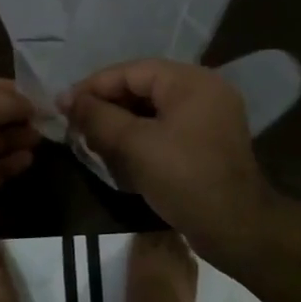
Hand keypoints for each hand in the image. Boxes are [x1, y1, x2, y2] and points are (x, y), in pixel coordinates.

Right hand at [59, 59, 275, 254]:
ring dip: (120, 125)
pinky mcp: (206, 143)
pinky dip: (140, 138)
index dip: (93, 87)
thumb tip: (66, 98)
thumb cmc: (184, 178)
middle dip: (106, 108)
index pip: (130, 71)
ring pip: (151, 111)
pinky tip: (119, 157)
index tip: (63, 106)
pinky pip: (165, 129)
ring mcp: (208, 117)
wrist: (237, 230)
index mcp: (190, 81)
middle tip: (75, 127)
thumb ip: (98, 116)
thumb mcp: (134, 144)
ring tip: (93, 143)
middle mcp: (203, 90)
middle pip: (141, 88)